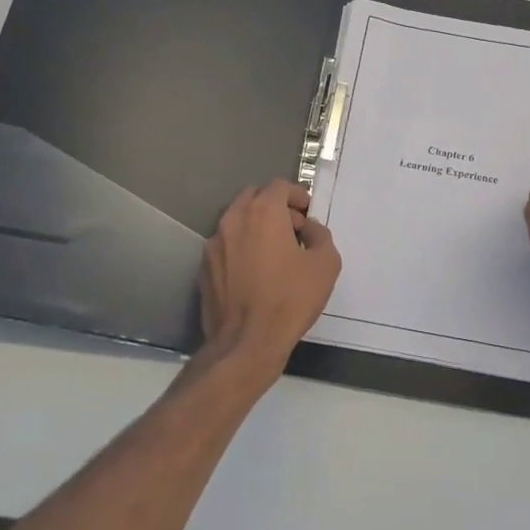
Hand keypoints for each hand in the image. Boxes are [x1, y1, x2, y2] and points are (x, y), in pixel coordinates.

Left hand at [197, 179, 341, 380]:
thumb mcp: (325, 264)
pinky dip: (241, 248)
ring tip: (274, 253)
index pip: (279, 186)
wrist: (246, 343)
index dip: (297, 195)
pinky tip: (254, 273)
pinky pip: (226, 246)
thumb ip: (320, 235)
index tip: (308, 213)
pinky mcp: (203, 268)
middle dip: (274, 206)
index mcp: (262, 212)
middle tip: (293, 230)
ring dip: (256, 227)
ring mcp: (213, 244)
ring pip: (236, 221)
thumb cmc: (290, 299)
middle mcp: (233, 220)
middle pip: (253, 197)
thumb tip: (308, 229)